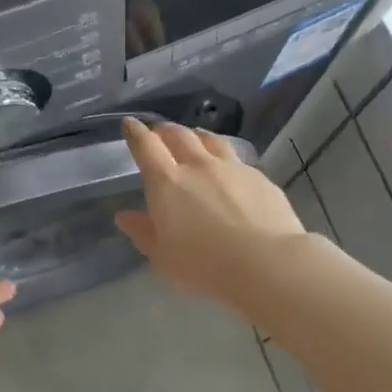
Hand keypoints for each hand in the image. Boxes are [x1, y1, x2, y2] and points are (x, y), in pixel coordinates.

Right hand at [114, 118, 305, 310]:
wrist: (266, 263)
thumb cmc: (205, 266)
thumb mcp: (163, 257)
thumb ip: (143, 233)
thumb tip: (125, 216)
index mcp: (167, 183)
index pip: (146, 146)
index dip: (136, 133)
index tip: (130, 125)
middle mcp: (198, 166)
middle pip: (178, 135)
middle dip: (164, 130)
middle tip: (159, 133)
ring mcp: (232, 167)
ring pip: (210, 139)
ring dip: (196, 135)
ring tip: (193, 138)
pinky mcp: (258, 176)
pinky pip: (235, 158)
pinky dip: (224, 156)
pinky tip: (228, 169)